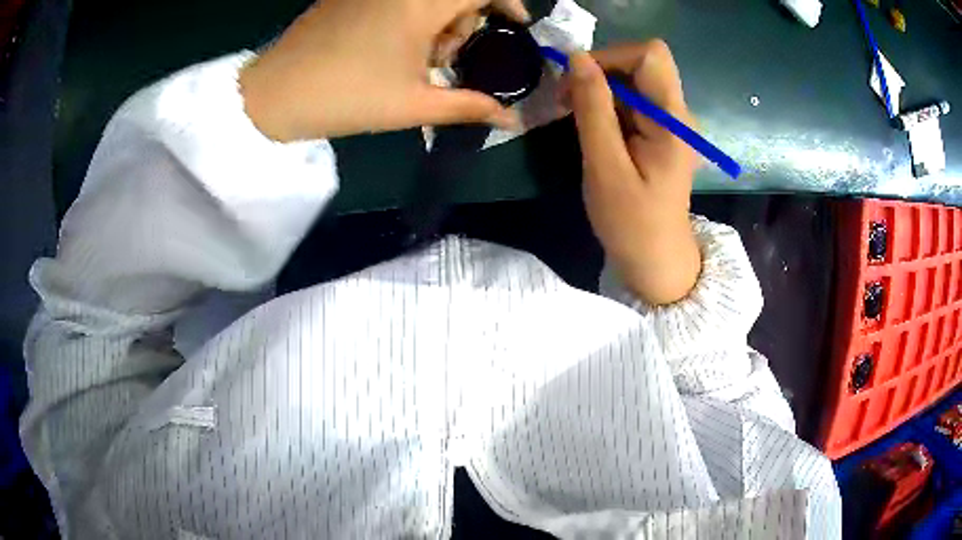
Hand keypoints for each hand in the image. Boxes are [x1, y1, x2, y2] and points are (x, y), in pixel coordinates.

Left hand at [238, 0, 528, 141]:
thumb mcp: (414, 105)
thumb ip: (469, 106)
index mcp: (421, 4)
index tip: (514, 25)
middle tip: (447, 60)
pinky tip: (391, 45)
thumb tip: (512, 121)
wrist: (274, 94)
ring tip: (417, 60)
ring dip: (437, 20)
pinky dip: (410, 14)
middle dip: (466, 20)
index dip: (507, 2)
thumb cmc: (347, 98)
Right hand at [566, 41, 700, 304]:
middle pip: (640, 62)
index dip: (610, 57)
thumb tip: (577, 58)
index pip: (649, 55)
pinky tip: (593, 129)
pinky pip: (633, 100)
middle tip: (568, 101)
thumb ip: (593, 108)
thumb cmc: (631, 223)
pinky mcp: (662, 132)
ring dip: (600, 89)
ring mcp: (672, 122)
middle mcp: (679, 113)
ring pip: (633, 79)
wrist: (656, 261)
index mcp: (673, 121)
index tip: (578, 84)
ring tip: (575, 117)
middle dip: (600, 71)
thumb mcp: (604, 166)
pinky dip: (607, 104)